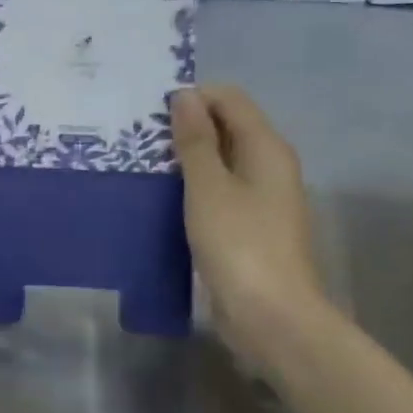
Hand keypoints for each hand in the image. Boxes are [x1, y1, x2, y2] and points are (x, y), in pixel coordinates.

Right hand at [170, 86, 329, 356]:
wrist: (271, 317)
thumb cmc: (239, 244)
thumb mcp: (208, 186)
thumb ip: (196, 140)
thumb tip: (185, 95)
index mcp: (266, 147)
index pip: (230, 99)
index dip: (192, 97)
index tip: (151, 114)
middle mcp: (269, 165)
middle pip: (227, 126)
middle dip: (186, 127)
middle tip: (141, 139)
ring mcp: (261, 197)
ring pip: (221, 160)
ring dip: (187, 158)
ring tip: (145, 165)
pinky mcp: (249, 225)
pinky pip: (219, 190)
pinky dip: (194, 187)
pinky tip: (164, 198)